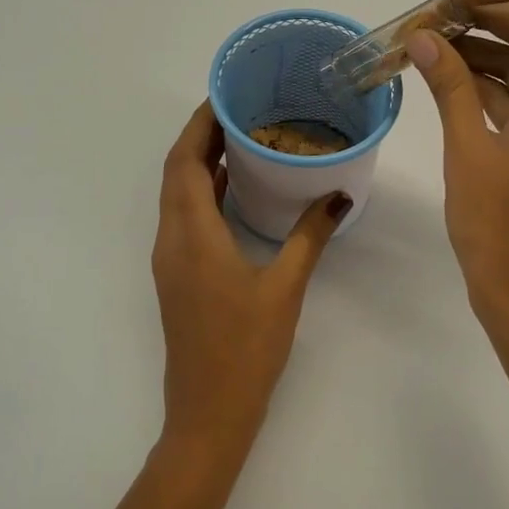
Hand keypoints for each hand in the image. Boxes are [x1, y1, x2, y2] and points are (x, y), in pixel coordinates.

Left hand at [152, 102, 348, 457]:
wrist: (209, 413)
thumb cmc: (246, 349)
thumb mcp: (285, 288)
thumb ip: (310, 236)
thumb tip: (338, 196)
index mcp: (192, 236)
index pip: (183, 162)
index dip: (198, 124)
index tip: (224, 96)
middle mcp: (171, 241)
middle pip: (174, 173)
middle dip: (199, 136)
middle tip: (238, 109)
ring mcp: (170, 261)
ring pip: (175, 196)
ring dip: (197, 164)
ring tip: (238, 138)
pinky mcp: (177, 276)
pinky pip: (183, 218)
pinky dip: (200, 192)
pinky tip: (233, 190)